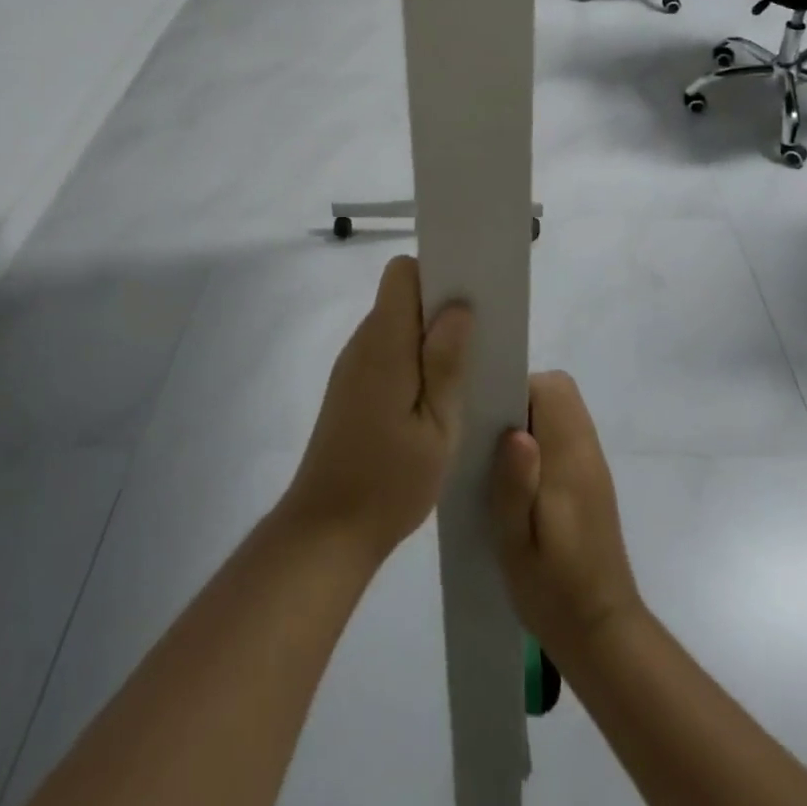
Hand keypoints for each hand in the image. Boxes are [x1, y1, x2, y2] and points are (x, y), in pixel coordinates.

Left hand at [280, 256, 472, 563]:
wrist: (326, 532)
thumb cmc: (389, 482)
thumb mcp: (436, 427)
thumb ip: (446, 363)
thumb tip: (458, 307)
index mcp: (384, 344)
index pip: (402, 273)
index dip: (436, 274)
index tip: (469, 295)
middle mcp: (364, 343)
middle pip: (401, 296)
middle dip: (440, 306)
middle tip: (480, 337)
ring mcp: (354, 365)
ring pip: (397, 325)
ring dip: (429, 336)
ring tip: (465, 370)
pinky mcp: (352, 388)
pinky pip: (388, 352)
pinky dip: (414, 359)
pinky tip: (436, 396)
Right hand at [489, 372, 643, 660]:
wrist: (602, 634)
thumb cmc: (553, 591)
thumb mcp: (517, 544)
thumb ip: (514, 485)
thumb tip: (516, 431)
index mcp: (570, 458)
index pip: (551, 389)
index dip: (516, 389)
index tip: (486, 415)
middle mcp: (586, 450)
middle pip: (558, 392)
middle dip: (520, 399)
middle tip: (488, 438)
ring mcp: (591, 464)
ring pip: (561, 411)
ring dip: (529, 419)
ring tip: (497, 460)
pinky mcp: (590, 481)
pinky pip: (564, 435)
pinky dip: (541, 439)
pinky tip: (518, 480)